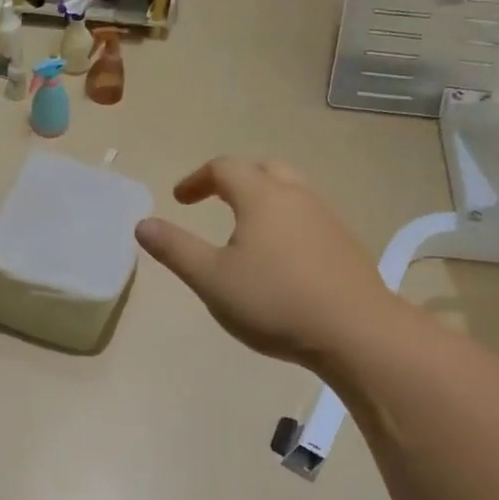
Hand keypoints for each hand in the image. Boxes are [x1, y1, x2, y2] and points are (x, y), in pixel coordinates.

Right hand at [135, 158, 399, 369]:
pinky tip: (280, 257)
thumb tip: (143, 224)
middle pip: (263, 170)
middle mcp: (297, 196)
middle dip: (233, 180)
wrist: (355, 331)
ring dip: (262, 199)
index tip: (179, 200)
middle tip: (214, 201)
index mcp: (262, 197)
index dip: (196, 179)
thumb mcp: (211, 278)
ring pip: (290, 191)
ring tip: (245, 230)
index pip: (224, 168)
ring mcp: (326, 218)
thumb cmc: (274, 301)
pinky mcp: (345, 243)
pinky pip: (308, 216)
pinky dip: (285, 221)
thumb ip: (175, 249)